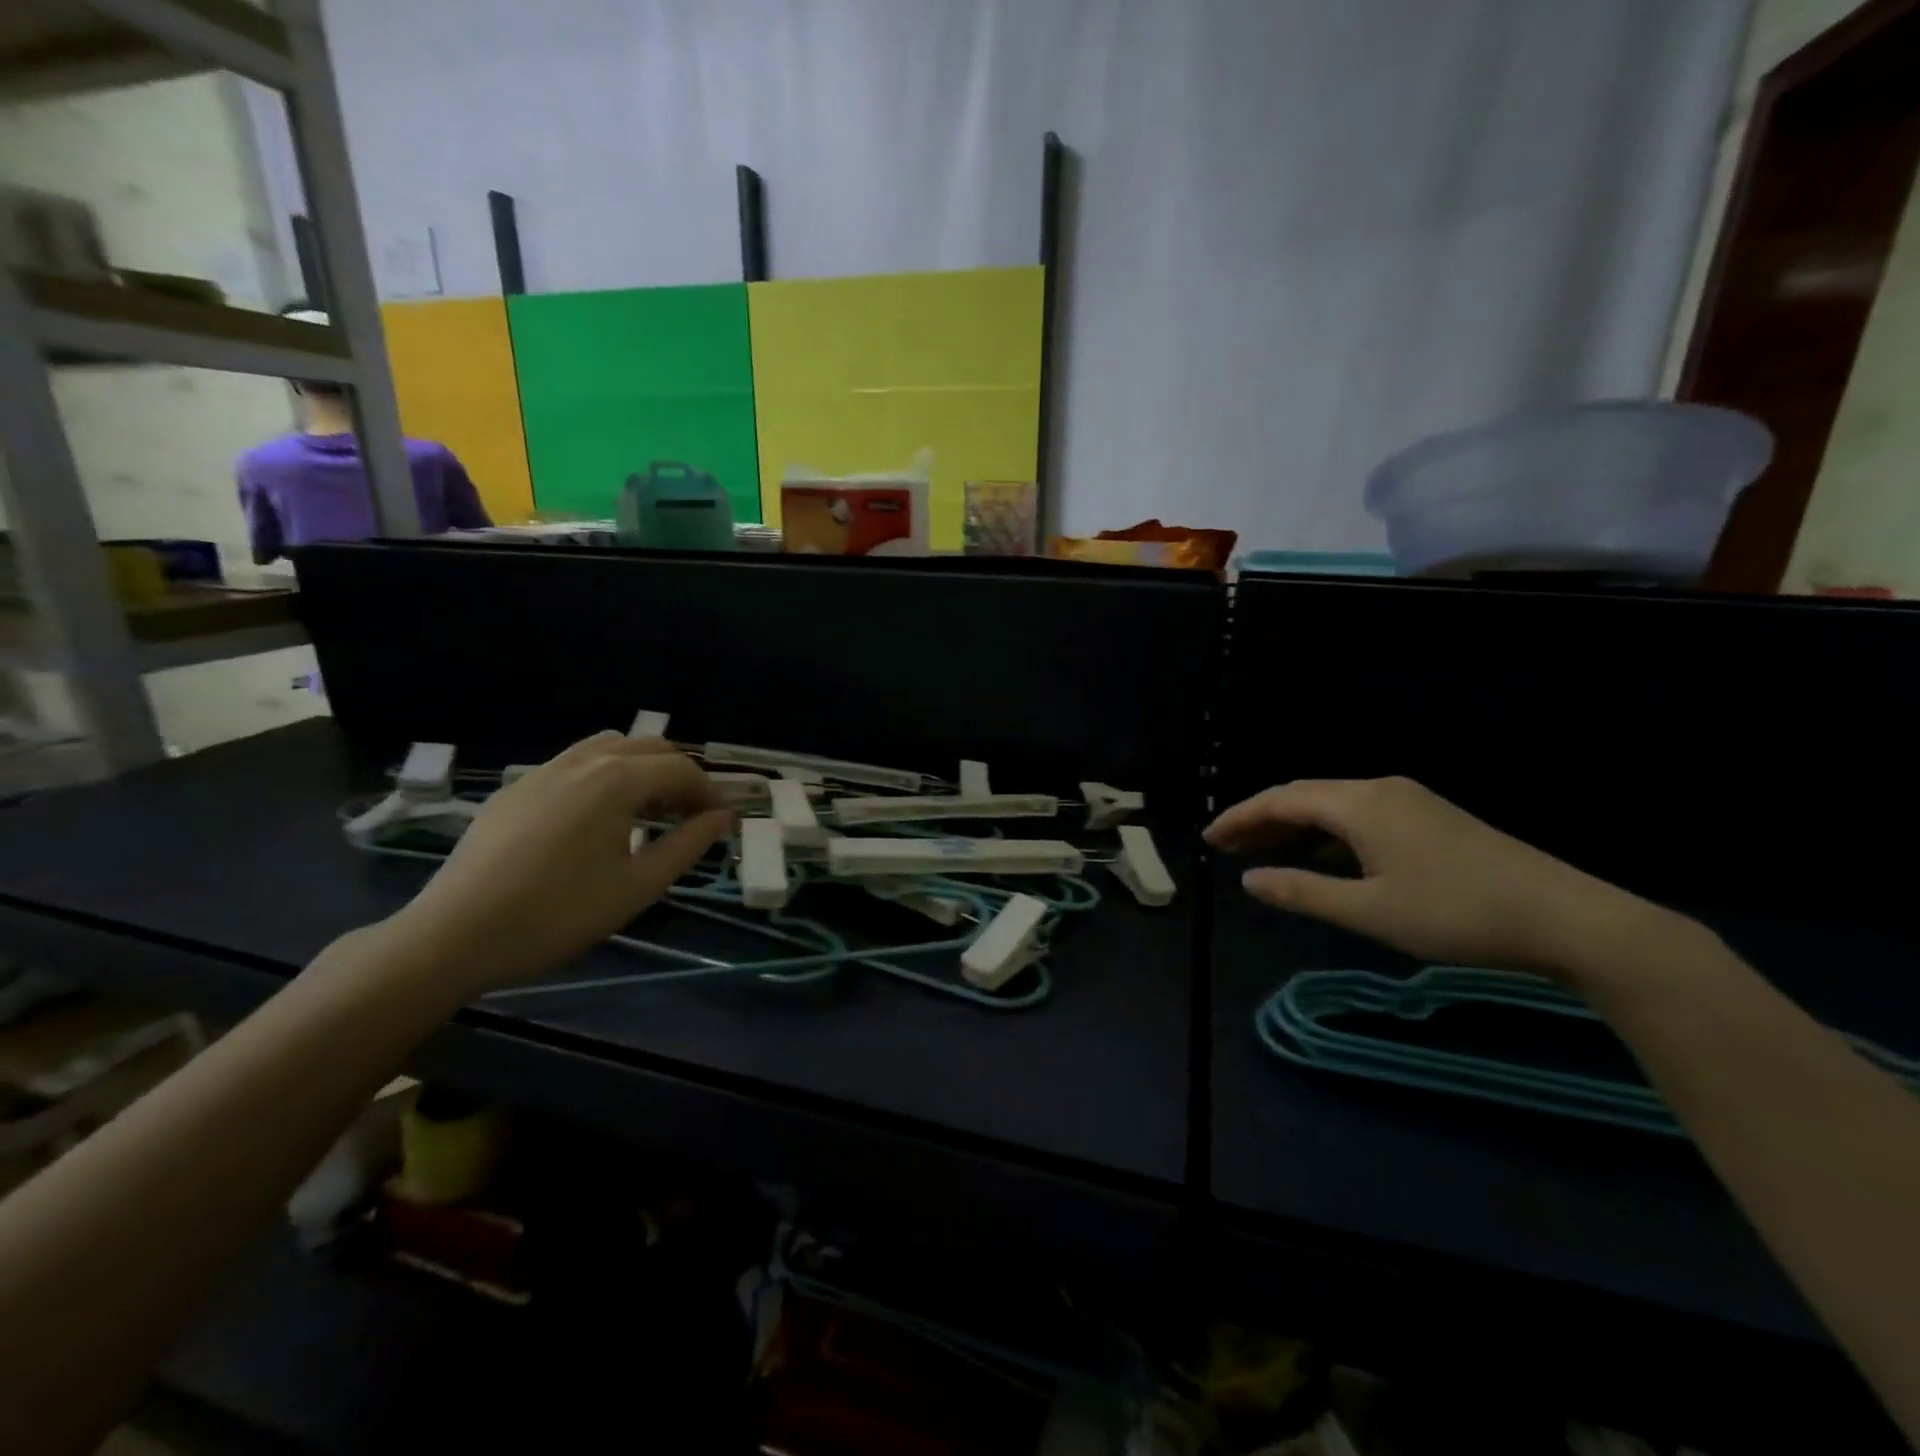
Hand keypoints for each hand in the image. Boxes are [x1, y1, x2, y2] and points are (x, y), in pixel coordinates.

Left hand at [387, 733, 731, 995]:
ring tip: (647, 809)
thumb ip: (687, 845)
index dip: (710, 792)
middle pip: (648, 747)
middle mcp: (583, 761)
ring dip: (640, 768)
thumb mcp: (638, 886)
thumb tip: (721, 819)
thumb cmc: (559, 913)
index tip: (722, 822)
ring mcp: (543, 771)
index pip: (681, 769)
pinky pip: (573, 764)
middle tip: (690, 816)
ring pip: (608, 747)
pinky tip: (596, 819)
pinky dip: (603, 775)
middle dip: (679, 775)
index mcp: (617, 779)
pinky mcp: (515, 789)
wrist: (454, 934)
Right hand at [1205, 777, 1666, 979]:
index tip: (1210, 839)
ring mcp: (1410, 801)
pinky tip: (1323, 858)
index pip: (1281, 799)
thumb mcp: (1369, 911)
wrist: (1568, 918)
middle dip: (1262, 819)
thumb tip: (1249, 879)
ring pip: (1333, 805)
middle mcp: (1380, 790)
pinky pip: (1360, 815)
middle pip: (1304, 795)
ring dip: (1295, 826)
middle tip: (1229, 847)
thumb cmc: (1457, 914)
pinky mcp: (1431, 818)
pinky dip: (1327, 833)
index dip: (1240, 817)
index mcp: (1360, 804)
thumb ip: (1302, 892)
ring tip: (1265, 853)